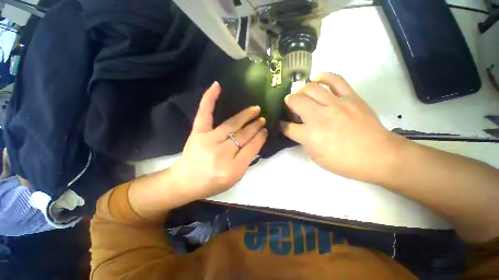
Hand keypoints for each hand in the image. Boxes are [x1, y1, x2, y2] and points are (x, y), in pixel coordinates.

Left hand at [171, 82, 267, 200]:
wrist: (185, 182)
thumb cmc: (212, 183)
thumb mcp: (235, 178)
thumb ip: (247, 160)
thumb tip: (257, 140)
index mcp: (232, 169)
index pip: (252, 148)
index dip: (260, 137)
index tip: (265, 130)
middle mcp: (221, 154)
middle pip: (243, 135)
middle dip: (255, 126)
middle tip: (263, 119)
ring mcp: (208, 141)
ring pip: (232, 124)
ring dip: (246, 116)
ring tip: (255, 109)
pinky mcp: (197, 132)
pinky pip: (205, 113)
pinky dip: (210, 98)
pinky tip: (217, 86)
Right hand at [280, 73, 404, 182]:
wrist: (379, 156)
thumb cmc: (344, 162)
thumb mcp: (316, 157)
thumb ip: (304, 142)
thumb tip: (298, 130)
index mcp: (310, 135)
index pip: (287, 127)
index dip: (281, 126)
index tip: (281, 124)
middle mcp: (319, 117)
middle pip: (295, 101)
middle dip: (288, 102)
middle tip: (291, 106)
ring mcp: (335, 104)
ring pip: (311, 88)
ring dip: (302, 90)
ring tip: (302, 94)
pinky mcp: (350, 97)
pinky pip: (335, 79)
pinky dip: (323, 76)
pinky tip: (317, 78)